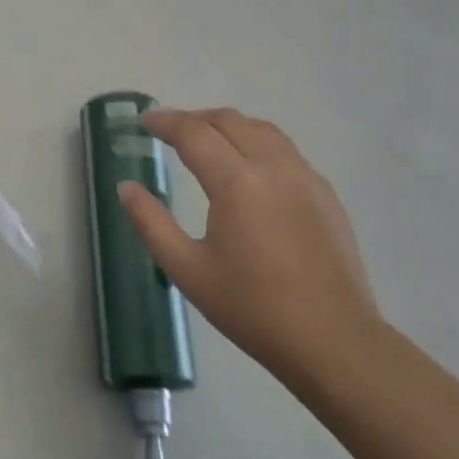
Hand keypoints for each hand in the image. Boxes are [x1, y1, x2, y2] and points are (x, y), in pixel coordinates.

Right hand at [119, 109, 381, 376]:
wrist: (332, 340)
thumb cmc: (251, 307)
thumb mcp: (187, 270)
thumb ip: (151, 223)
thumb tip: (126, 188)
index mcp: (237, 183)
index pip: (194, 133)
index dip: (165, 121)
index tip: (144, 122)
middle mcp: (274, 168)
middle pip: (230, 121)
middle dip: (194, 118)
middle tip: (168, 131)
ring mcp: (306, 178)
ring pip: (262, 130)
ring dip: (228, 126)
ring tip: (206, 141)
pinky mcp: (326, 195)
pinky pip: (285, 150)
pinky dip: (256, 142)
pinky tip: (247, 169)